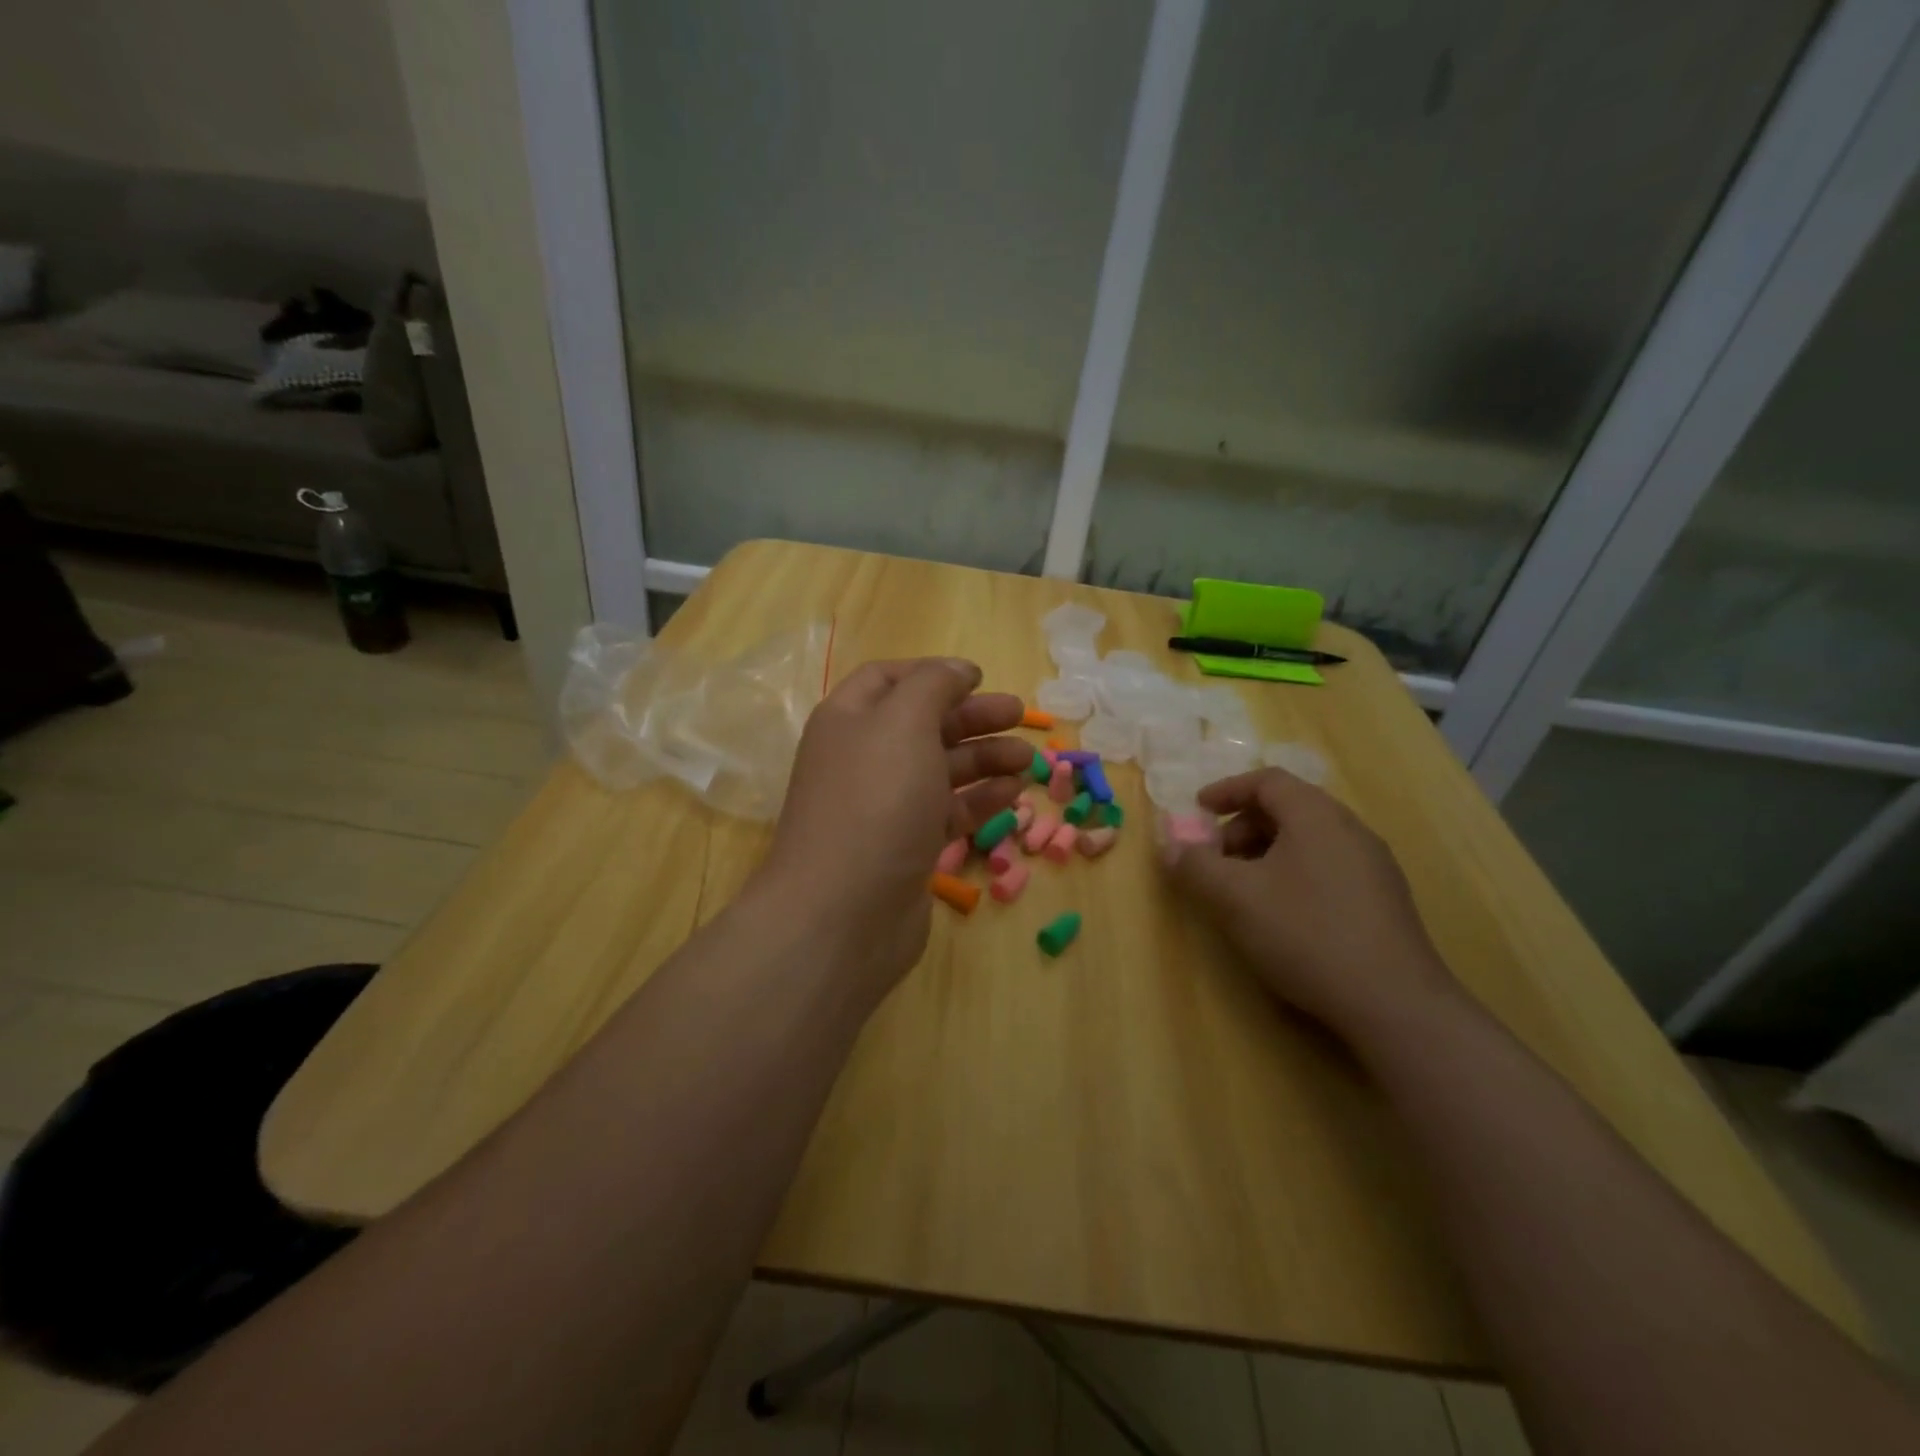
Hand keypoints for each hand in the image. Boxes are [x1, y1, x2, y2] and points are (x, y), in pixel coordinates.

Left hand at [757, 658, 1029, 1001]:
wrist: (843, 913)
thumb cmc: (875, 801)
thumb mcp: (904, 723)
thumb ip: (934, 685)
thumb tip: (958, 669)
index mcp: (849, 720)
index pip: (889, 679)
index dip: (933, 673)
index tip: (980, 677)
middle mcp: (863, 758)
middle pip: (922, 723)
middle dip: (972, 716)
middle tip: (1019, 715)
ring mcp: (884, 806)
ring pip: (940, 769)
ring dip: (985, 759)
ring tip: (1030, 760)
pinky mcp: (905, 847)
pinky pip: (947, 811)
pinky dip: (980, 799)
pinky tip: (1014, 793)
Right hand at [1163, 769, 1456, 1041]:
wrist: (1394, 1003)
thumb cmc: (1306, 934)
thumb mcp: (1235, 898)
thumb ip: (1195, 866)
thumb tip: (1171, 847)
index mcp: (1316, 816)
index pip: (1267, 781)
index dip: (1227, 790)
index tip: (1198, 810)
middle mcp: (1350, 829)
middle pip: (1288, 808)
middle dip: (1242, 827)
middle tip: (1215, 858)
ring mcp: (1373, 865)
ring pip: (1308, 840)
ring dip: (1267, 852)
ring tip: (1243, 889)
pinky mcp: (1384, 899)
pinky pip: (1328, 865)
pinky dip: (1293, 872)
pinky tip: (1282, 913)